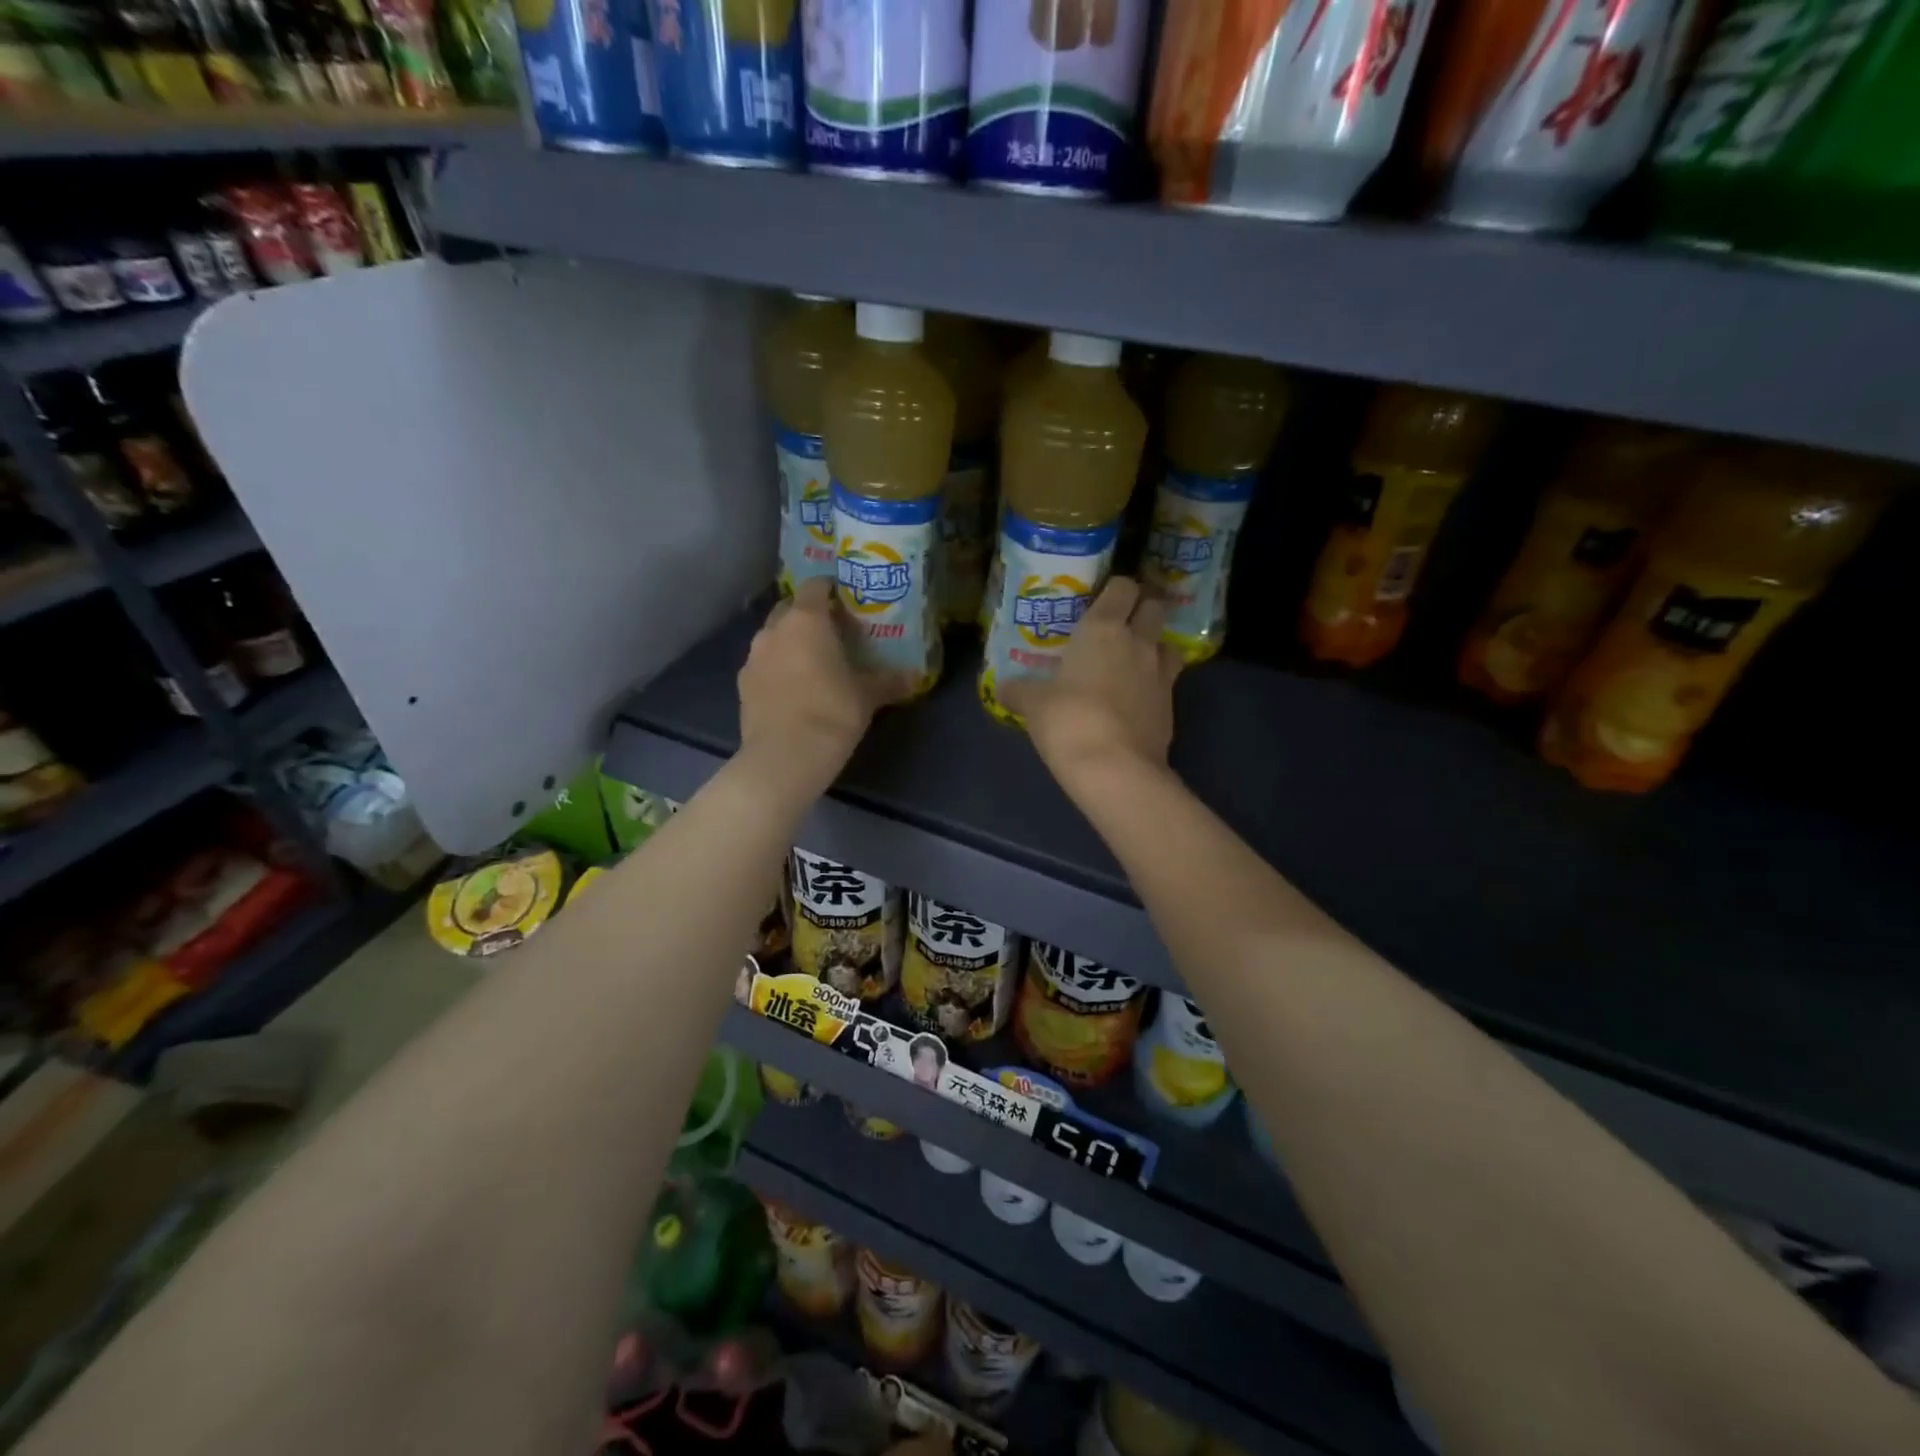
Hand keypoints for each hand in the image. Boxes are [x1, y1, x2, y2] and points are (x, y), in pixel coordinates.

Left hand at [737, 578, 909, 794]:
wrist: (784, 757)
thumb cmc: (832, 713)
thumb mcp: (868, 696)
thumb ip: (889, 681)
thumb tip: (914, 677)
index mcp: (806, 620)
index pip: (816, 586)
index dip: (831, 588)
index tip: (847, 599)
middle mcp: (774, 630)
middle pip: (790, 608)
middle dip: (808, 614)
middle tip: (832, 631)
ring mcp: (753, 656)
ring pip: (774, 636)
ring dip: (790, 642)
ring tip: (813, 661)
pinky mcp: (743, 684)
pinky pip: (764, 664)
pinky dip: (777, 667)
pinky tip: (794, 688)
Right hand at [999, 577, 1181, 793]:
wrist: (1114, 768)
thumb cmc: (1068, 720)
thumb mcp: (1033, 705)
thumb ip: (1019, 691)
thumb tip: (1003, 688)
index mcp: (1103, 628)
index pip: (1122, 587)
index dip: (1116, 590)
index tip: (1102, 601)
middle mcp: (1138, 642)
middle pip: (1154, 608)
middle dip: (1141, 612)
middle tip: (1120, 628)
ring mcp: (1161, 674)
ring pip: (1168, 644)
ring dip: (1155, 647)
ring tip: (1133, 663)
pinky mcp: (1172, 706)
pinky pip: (1167, 683)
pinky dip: (1155, 685)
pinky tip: (1135, 701)